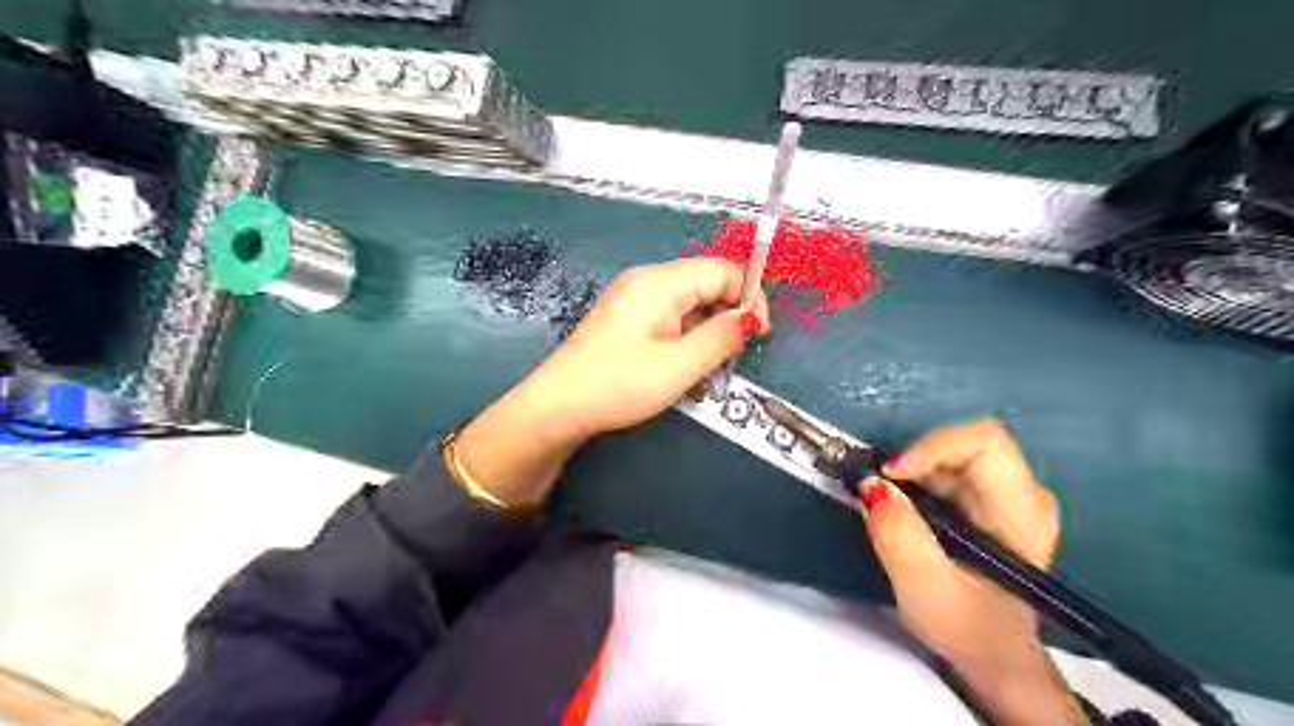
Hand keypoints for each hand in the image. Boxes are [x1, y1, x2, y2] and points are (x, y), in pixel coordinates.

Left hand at [535, 255, 766, 436]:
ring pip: (690, 300)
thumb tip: (751, 317)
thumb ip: (722, 337)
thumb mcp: (680, 366)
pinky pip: (670, 313)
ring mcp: (633, 296)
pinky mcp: (627, 315)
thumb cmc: (620, 384)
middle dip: (729, 313)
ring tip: (706, 364)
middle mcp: (647, 279)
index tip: (758, 335)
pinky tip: (682, 362)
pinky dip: (687, 333)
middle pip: (707, 281)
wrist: (559, 405)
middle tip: (732, 354)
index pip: (723, 269)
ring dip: (708, 327)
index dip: (749, 297)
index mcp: (661, 282)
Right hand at [864, 417, 1083, 725]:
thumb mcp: (925, 588)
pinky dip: (914, 481)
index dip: (931, 446)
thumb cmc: (969, 628)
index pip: (984, 441)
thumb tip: (872, 486)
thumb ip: (899, 535)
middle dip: (914, 460)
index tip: (890, 474)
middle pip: (962, 442)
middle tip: (881, 491)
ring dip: (911, 472)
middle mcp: (1021, 492)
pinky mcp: (985, 500)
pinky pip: (944, 469)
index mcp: (1022, 510)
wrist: (993, 656)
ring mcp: (1005, 494)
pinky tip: (903, 512)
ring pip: (949, 453)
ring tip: (889, 507)